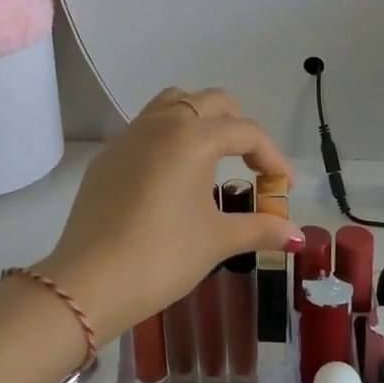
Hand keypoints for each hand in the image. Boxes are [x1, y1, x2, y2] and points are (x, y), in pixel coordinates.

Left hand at [36, 88, 300, 338]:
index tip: (283, 188)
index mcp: (194, 137)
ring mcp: (130, 135)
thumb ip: (259, 228)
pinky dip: (169, 136)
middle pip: (212, 101)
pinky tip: (171, 176)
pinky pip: (147, 127)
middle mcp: (162, 123)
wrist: (89, 280)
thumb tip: (294, 233)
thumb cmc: (162, 256)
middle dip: (238, 127)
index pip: (246, 131)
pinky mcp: (109, 154)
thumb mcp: (217, 241)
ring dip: (201, 118)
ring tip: (212, 157)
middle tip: (250, 165)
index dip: (272, 157)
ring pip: (174, 102)